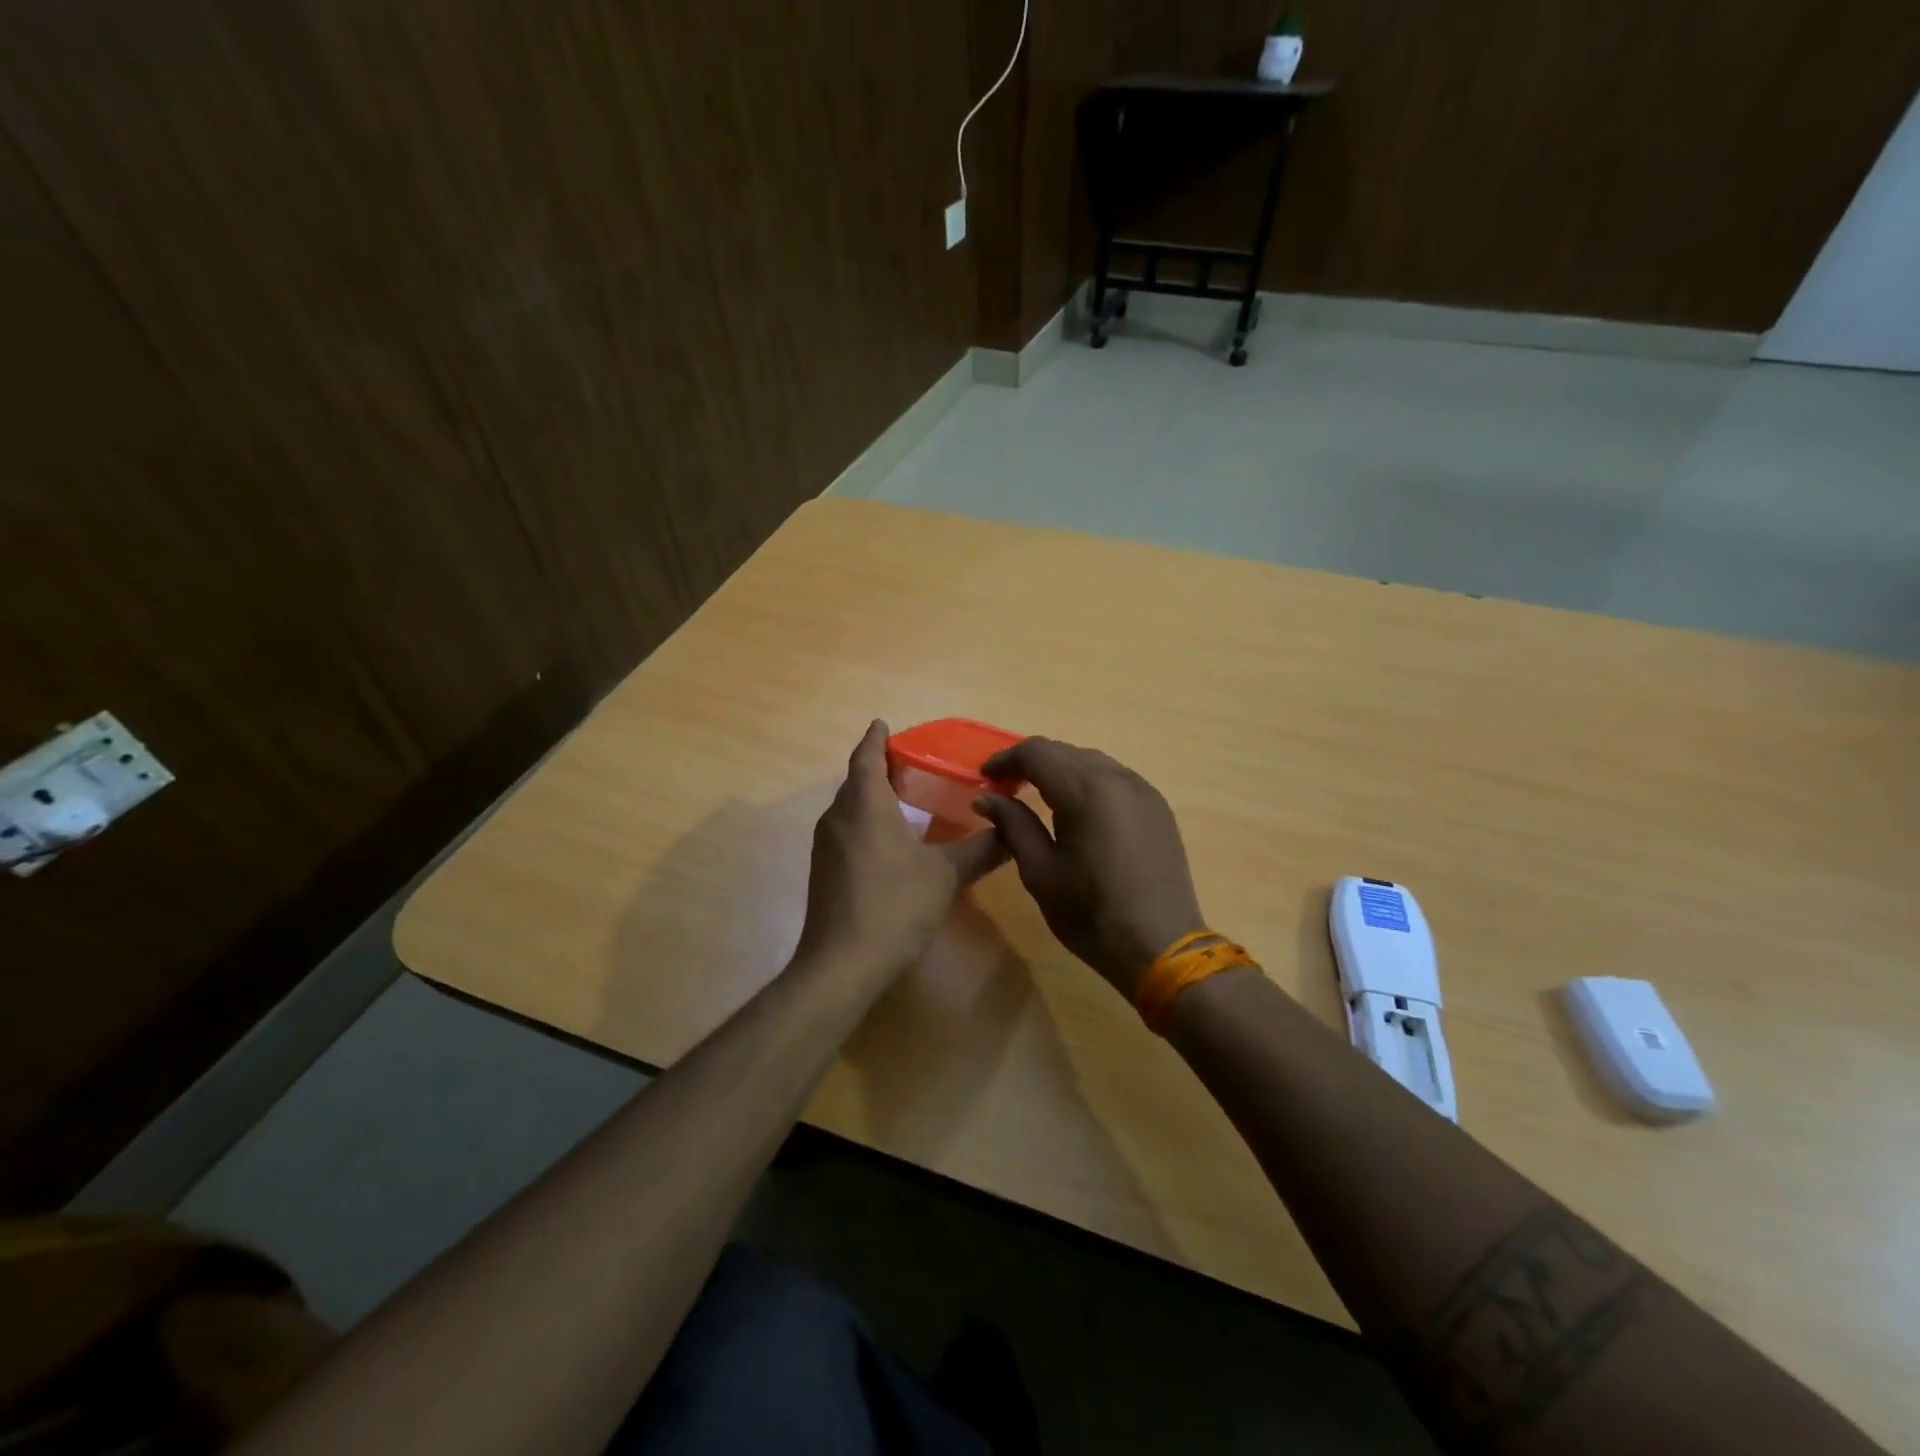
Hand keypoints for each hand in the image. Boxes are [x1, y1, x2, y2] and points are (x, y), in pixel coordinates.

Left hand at [795, 721, 1006, 979]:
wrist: (842, 964)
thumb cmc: (894, 906)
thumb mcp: (946, 875)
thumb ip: (981, 849)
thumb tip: (1010, 830)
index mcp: (865, 804)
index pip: (866, 756)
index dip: (876, 738)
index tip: (884, 724)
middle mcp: (838, 816)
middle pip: (856, 780)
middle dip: (878, 767)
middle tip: (911, 763)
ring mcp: (826, 845)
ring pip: (850, 807)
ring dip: (872, 796)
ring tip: (904, 797)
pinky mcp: (824, 870)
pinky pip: (847, 830)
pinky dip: (866, 822)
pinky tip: (890, 840)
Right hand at [974, 738, 1206, 999]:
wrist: (1161, 946)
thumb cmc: (1090, 914)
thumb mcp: (1040, 871)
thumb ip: (1013, 825)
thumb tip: (986, 797)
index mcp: (1085, 790)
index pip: (1036, 752)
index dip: (1005, 760)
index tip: (985, 779)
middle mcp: (1117, 778)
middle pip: (1065, 751)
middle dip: (1031, 763)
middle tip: (1006, 788)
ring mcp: (1143, 790)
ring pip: (1092, 762)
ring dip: (1061, 770)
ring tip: (1039, 796)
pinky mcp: (1158, 807)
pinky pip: (1116, 778)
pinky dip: (1089, 782)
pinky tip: (1078, 809)